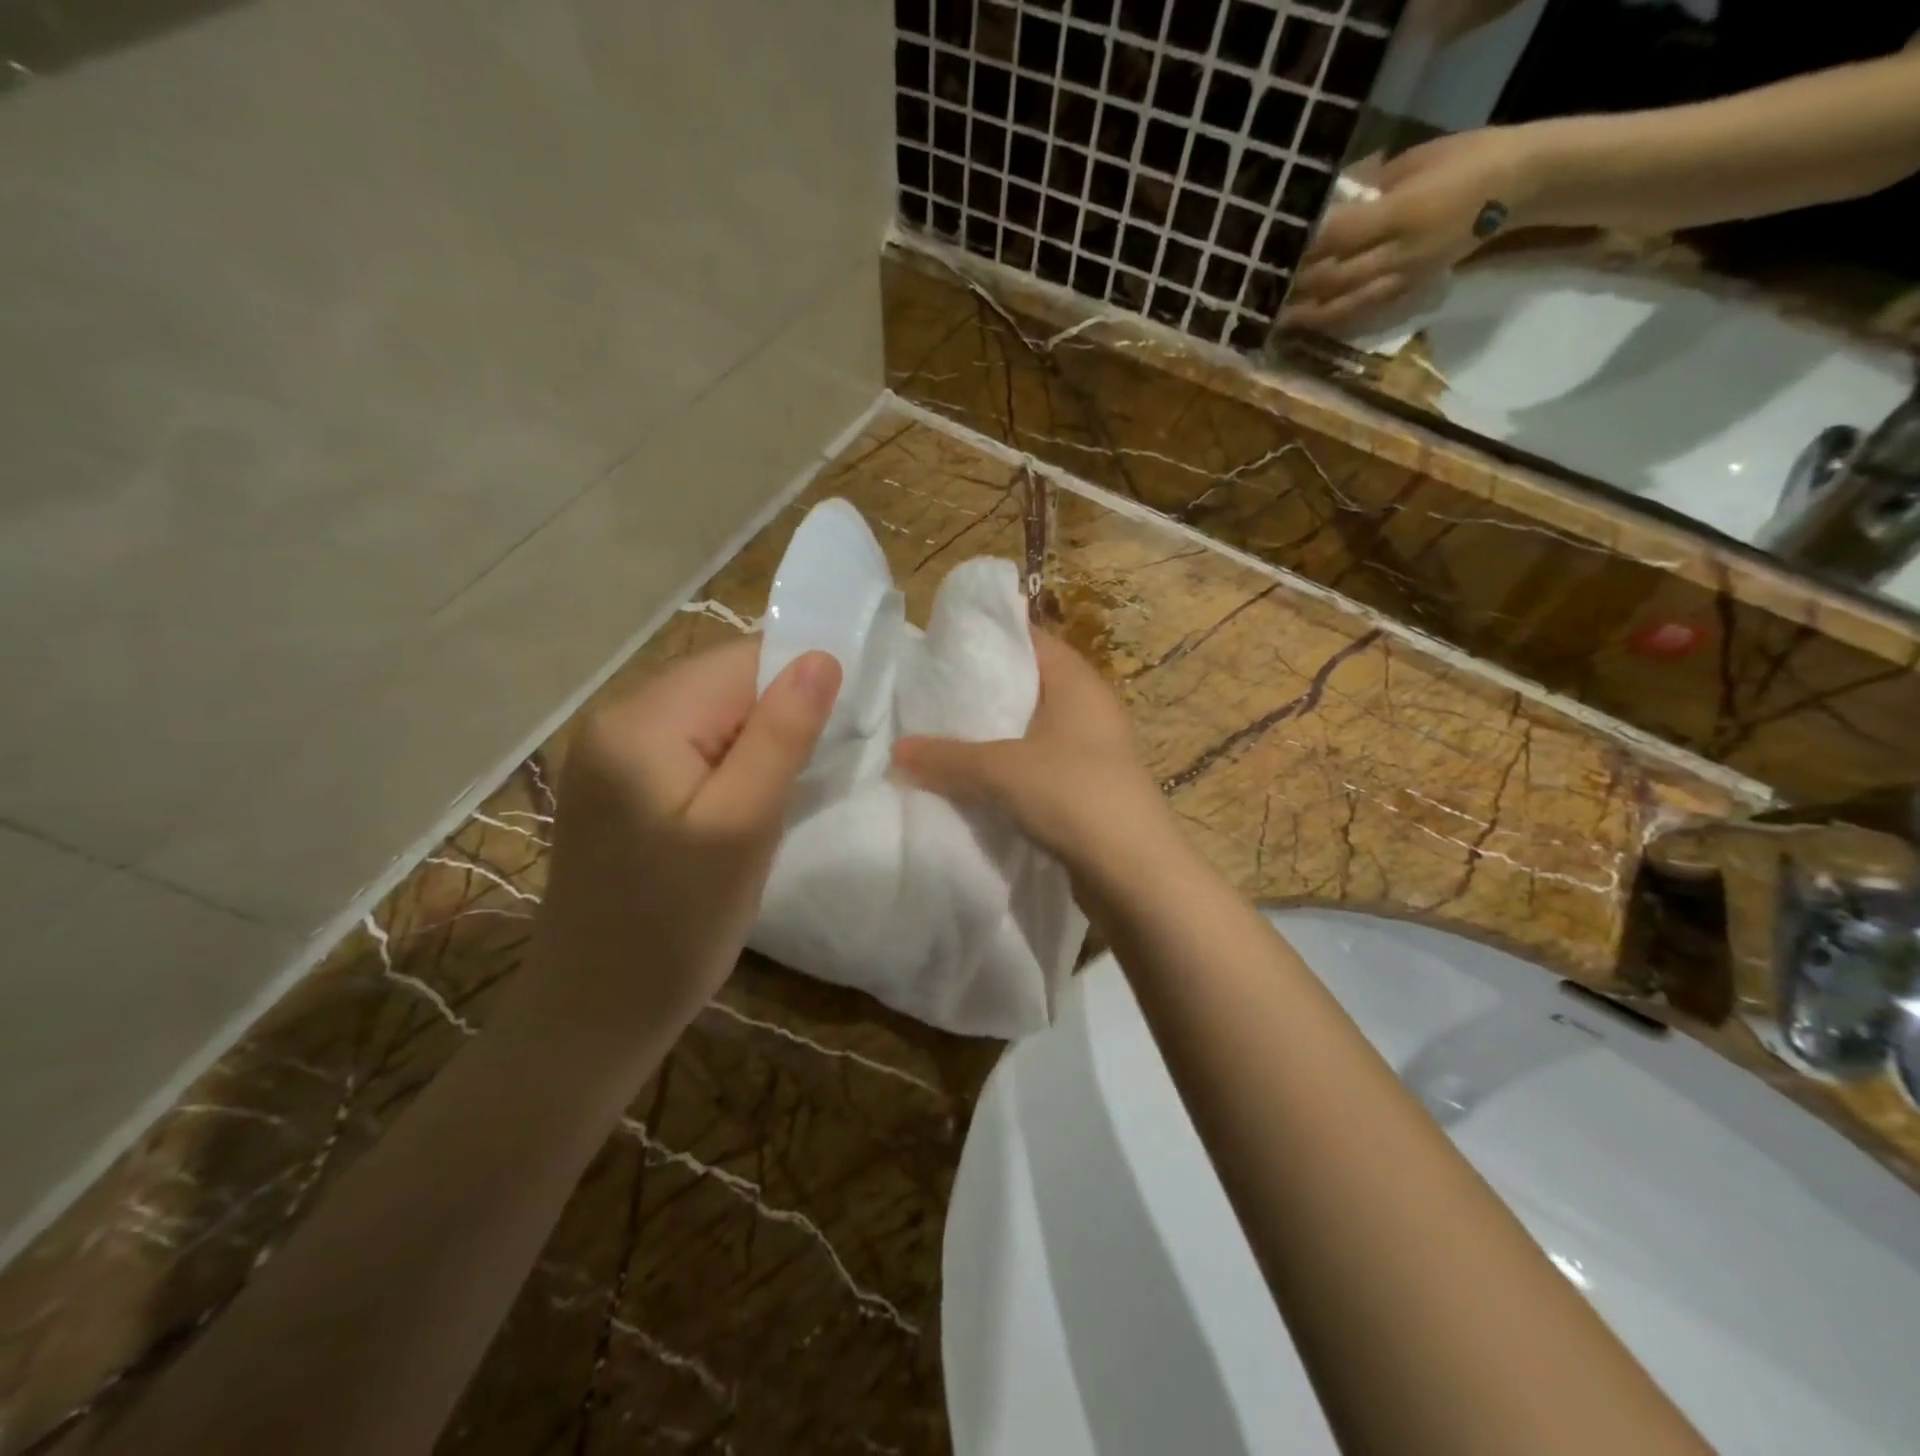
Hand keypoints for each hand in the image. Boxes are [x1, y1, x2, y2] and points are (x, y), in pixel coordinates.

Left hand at [527, 640, 840, 1037]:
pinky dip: (728, 758)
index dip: (800, 682)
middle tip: (815, 768)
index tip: (842, 727)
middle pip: (722, 681)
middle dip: (777, 712)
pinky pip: (688, 743)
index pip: (742, 660)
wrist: (596, 1008)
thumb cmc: (678, 923)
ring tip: (780, 791)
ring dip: (756, 738)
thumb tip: (822, 657)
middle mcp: (614, 716)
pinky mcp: (616, 780)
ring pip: (709, 712)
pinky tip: (742, 800)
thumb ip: (782, 734)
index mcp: (641, 720)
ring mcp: (609, 749)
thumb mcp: (744, 826)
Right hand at [892, 630, 1169, 870]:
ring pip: (1029, 730)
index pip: (1029, 639)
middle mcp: (1087, 708)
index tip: (941, 647)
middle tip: (930, 695)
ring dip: (992, 736)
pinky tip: (971, 781)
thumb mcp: (1001, 770)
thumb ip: (946, 757)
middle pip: (1026, 686)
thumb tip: (896, 751)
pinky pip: (1036, 765)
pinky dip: (1006, 769)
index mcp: (1077, 683)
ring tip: (940, 737)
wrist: (1134, 873)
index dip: (988, 637)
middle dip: (981, 692)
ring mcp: (1090, 751)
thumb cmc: (1073, 795)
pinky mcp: (1085, 788)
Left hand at [1281, 127, 1534, 332]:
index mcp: (1399, 212)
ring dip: (1305, 315)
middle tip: (1259, 293)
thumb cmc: (1468, 158)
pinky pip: (1363, 313)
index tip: (1269, 253)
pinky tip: (1309, 326)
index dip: (1301, 249)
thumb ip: (1369, 183)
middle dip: (1293, 288)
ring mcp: (1402, 277)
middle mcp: (1397, 252)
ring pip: (1342, 305)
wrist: (1521, 184)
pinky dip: (1333, 322)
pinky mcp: (1409, 291)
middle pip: (1331, 278)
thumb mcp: (1416, 159)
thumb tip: (1327, 200)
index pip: (1337, 236)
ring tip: (1274, 319)